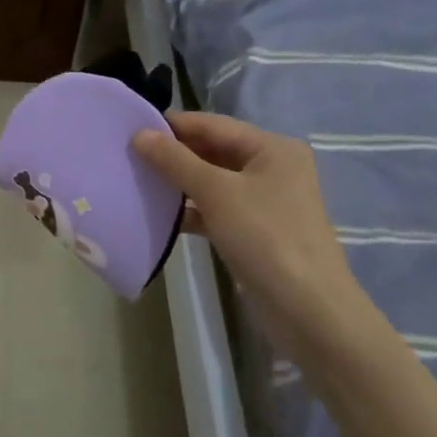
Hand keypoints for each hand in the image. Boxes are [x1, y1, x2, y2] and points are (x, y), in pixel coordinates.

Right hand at [132, 112, 376, 369]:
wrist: (308, 312)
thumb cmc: (266, 237)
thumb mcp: (216, 192)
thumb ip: (175, 160)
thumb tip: (138, 134)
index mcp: (272, 148)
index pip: (213, 125)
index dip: (173, 125)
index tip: (131, 127)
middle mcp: (271, 168)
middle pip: (213, 151)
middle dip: (173, 154)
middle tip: (129, 155)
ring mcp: (264, 202)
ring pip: (212, 181)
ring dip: (178, 182)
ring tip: (137, 180)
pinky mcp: (254, 231)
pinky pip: (215, 209)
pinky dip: (190, 210)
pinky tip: (159, 214)